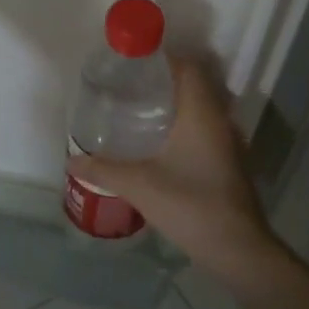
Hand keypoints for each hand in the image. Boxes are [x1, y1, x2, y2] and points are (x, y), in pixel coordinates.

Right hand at [66, 58, 277, 279]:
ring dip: (174, 103)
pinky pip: (203, 128)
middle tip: (128, 85)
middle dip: (163, 80)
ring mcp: (227, 143)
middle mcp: (219, 120)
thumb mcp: (139, 185)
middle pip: (194, 85)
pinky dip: (182, 124)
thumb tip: (71, 161)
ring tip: (137, 109)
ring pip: (200, 108)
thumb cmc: (190, 205)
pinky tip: (157, 141)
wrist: (237, 249)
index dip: (162, 59)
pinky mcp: (228, 162)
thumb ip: (103, 170)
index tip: (133, 63)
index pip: (188, 68)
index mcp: (201, 114)